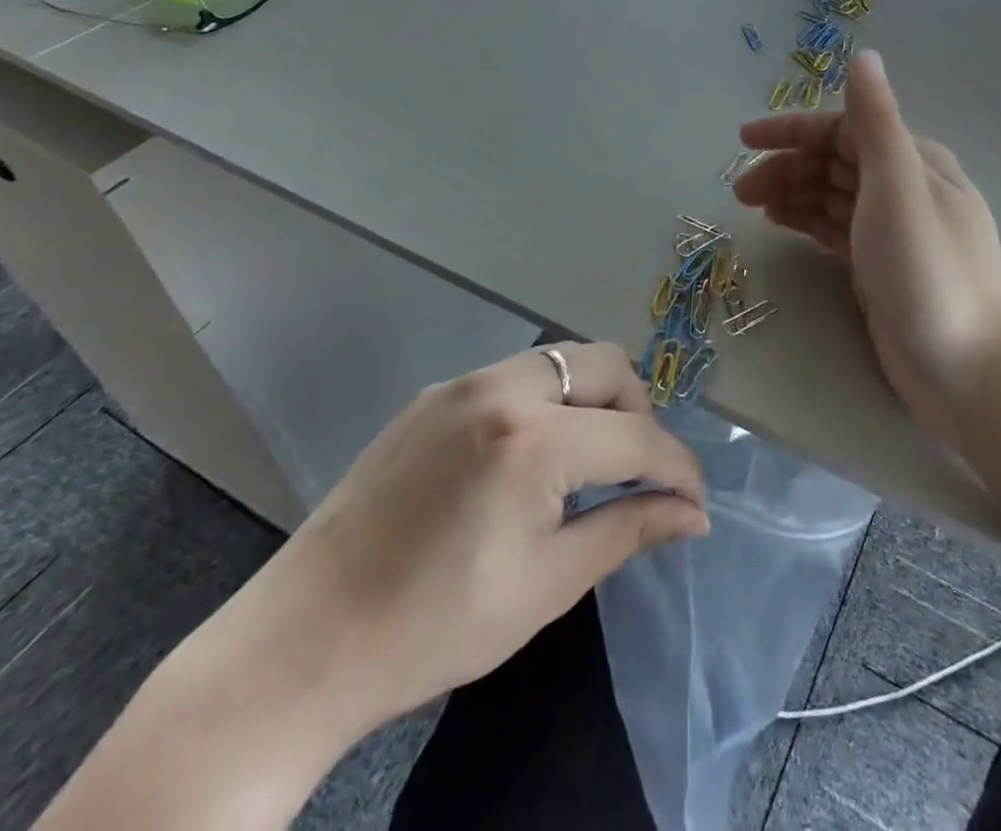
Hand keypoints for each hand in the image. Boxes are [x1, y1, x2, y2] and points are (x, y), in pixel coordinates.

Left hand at [261, 343, 707, 734]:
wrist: (304, 640)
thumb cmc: (435, 626)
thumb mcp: (547, 584)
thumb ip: (629, 530)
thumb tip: (693, 514)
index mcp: (533, 442)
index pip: (636, 438)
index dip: (677, 468)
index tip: (695, 499)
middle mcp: (502, 389)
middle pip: (606, 364)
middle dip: (638, 412)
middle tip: (635, 472)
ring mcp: (462, 383)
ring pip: (561, 360)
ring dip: (593, 399)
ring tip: (587, 460)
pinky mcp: (433, 394)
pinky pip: (516, 375)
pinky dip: (547, 401)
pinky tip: (530, 456)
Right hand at [734, 52, 1000, 443]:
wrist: (966, 368)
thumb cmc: (928, 270)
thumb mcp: (899, 187)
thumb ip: (876, 121)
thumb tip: (864, 56)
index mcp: (912, 160)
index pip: (844, 128)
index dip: (793, 130)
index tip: (744, 141)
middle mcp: (903, 186)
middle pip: (834, 162)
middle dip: (786, 166)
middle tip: (740, 191)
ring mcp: (891, 229)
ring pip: (831, 195)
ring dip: (792, 192)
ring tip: (751, 208)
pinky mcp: (879, 266)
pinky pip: (834, 229)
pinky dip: (807, 220)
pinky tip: (781, 225)